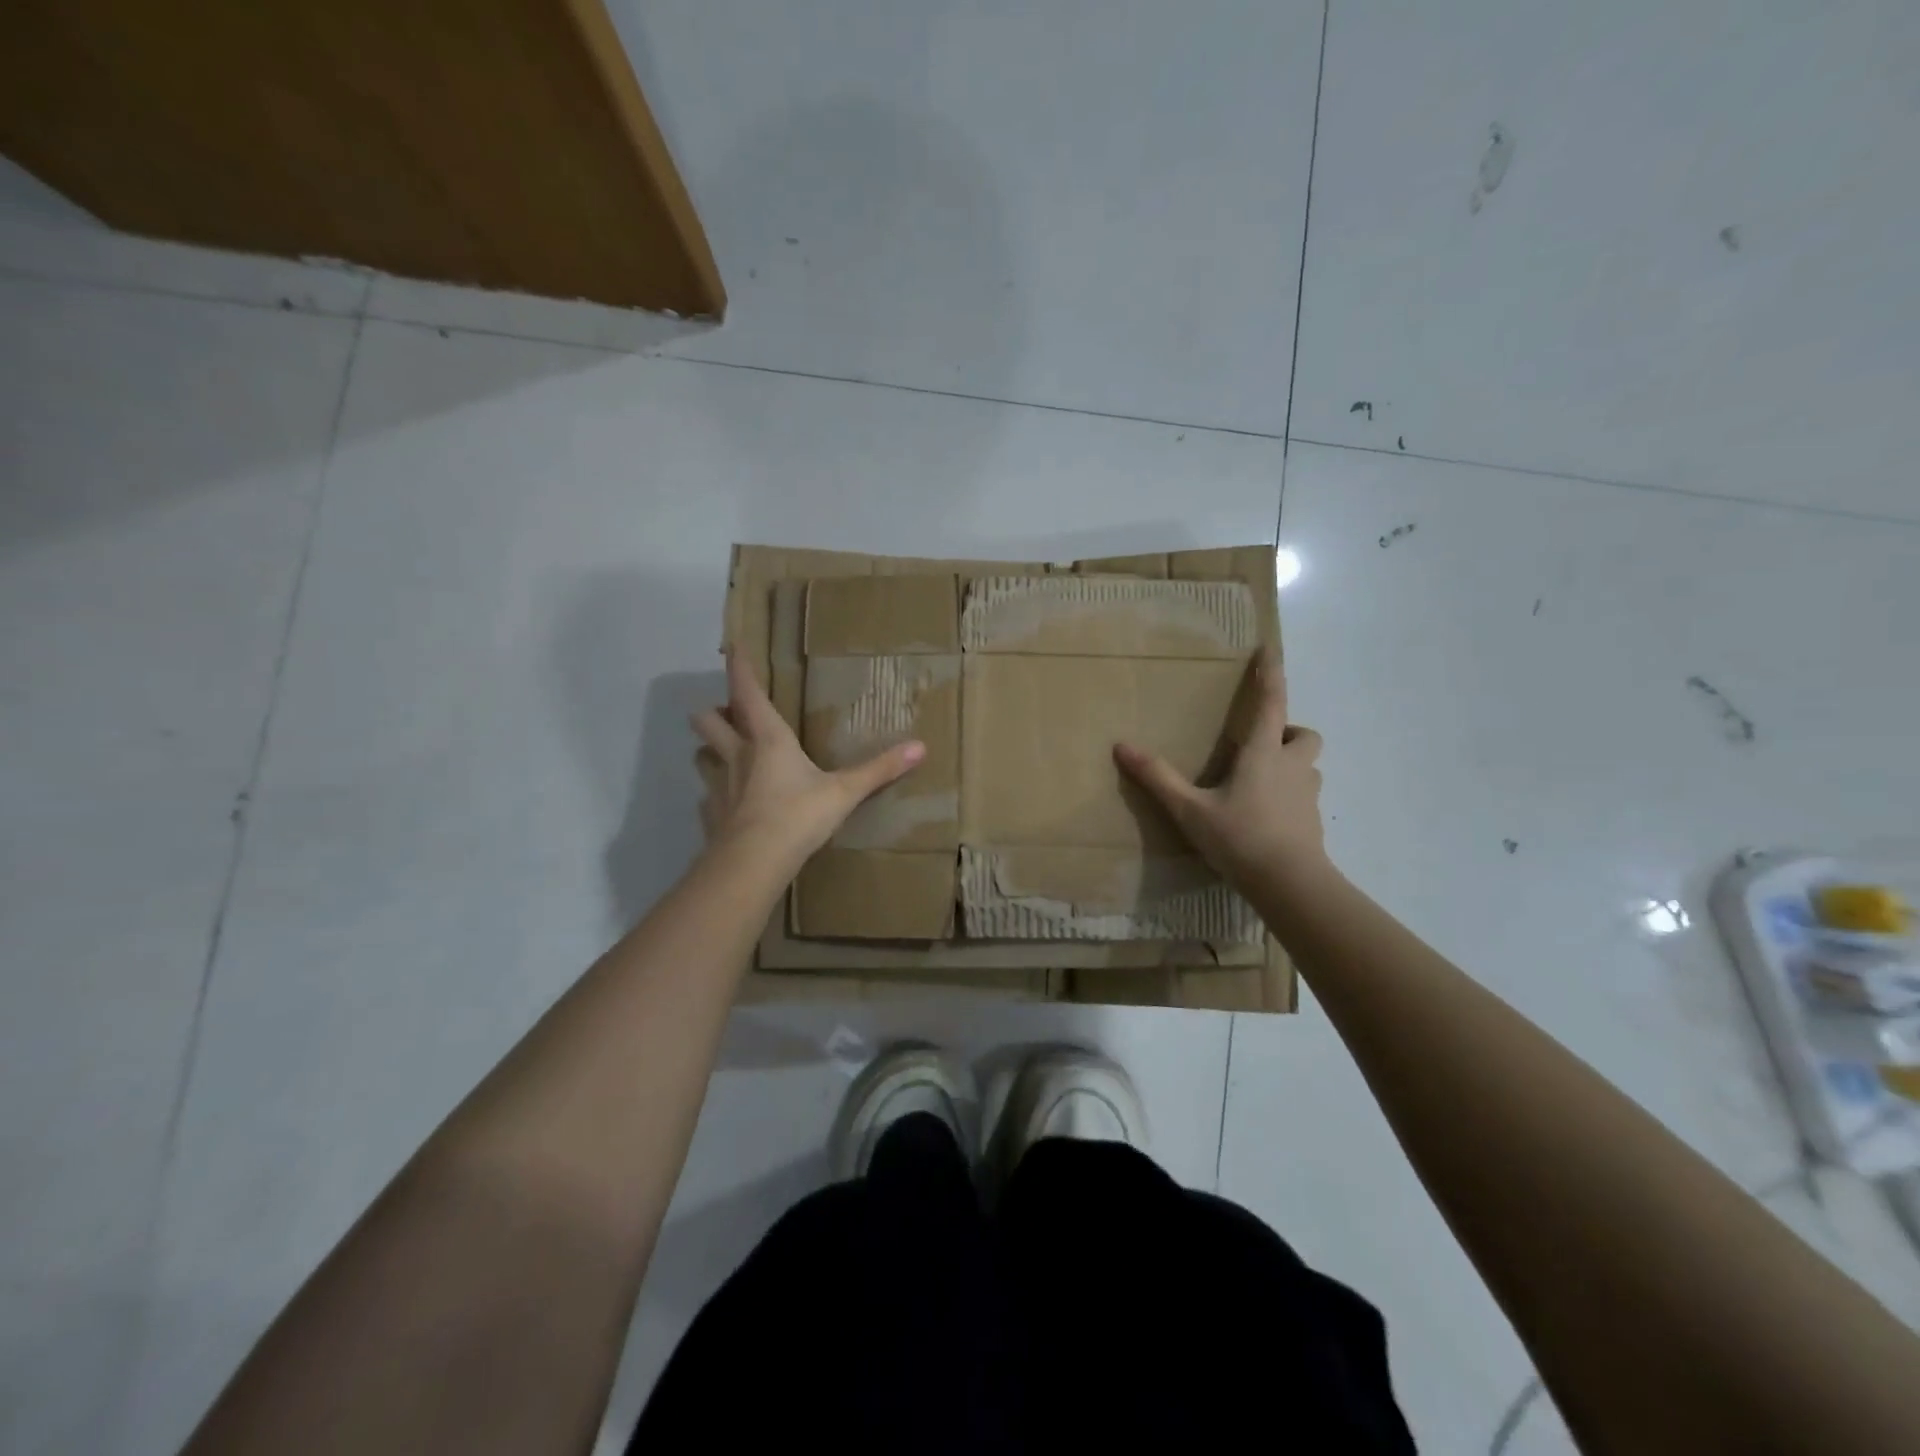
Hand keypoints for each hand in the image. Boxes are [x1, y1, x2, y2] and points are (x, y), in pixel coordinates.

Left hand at [692, 651, 924, 862]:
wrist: (753, 863)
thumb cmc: (798, 816)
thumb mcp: (844, 792)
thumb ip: (879, 770)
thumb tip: (920, 747)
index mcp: (768, 740)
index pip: (747, 693)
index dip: (739, 668)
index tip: (732, 647)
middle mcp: (737, 755)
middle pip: (708, 720)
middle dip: (715, 711)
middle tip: (730, 713)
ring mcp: (719, 786)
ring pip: (702, 755)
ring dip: (710, 750)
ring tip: (725, 755)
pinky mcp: (711, 816)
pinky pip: (708, 797)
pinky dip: (715, 795)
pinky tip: (729, 806)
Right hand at [1113, 653, 1326, 892]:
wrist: (1290, 885)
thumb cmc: (1240, 838)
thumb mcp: (1189, 809)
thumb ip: (1157, 777)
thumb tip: (1121, 746)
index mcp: (1263, 754)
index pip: (1271, 702)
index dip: (1271, 673)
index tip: (1270, 650)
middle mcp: (1292, 767)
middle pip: (1304, 734)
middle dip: (1287, 730)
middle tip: (1259, 743)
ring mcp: (1307, 796)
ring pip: (1307, 766)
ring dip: (1290, 763)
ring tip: (1258, 781)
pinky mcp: (1312, 823)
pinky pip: (1303, 797)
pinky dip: (1288, 796)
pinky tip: (1264, 816)